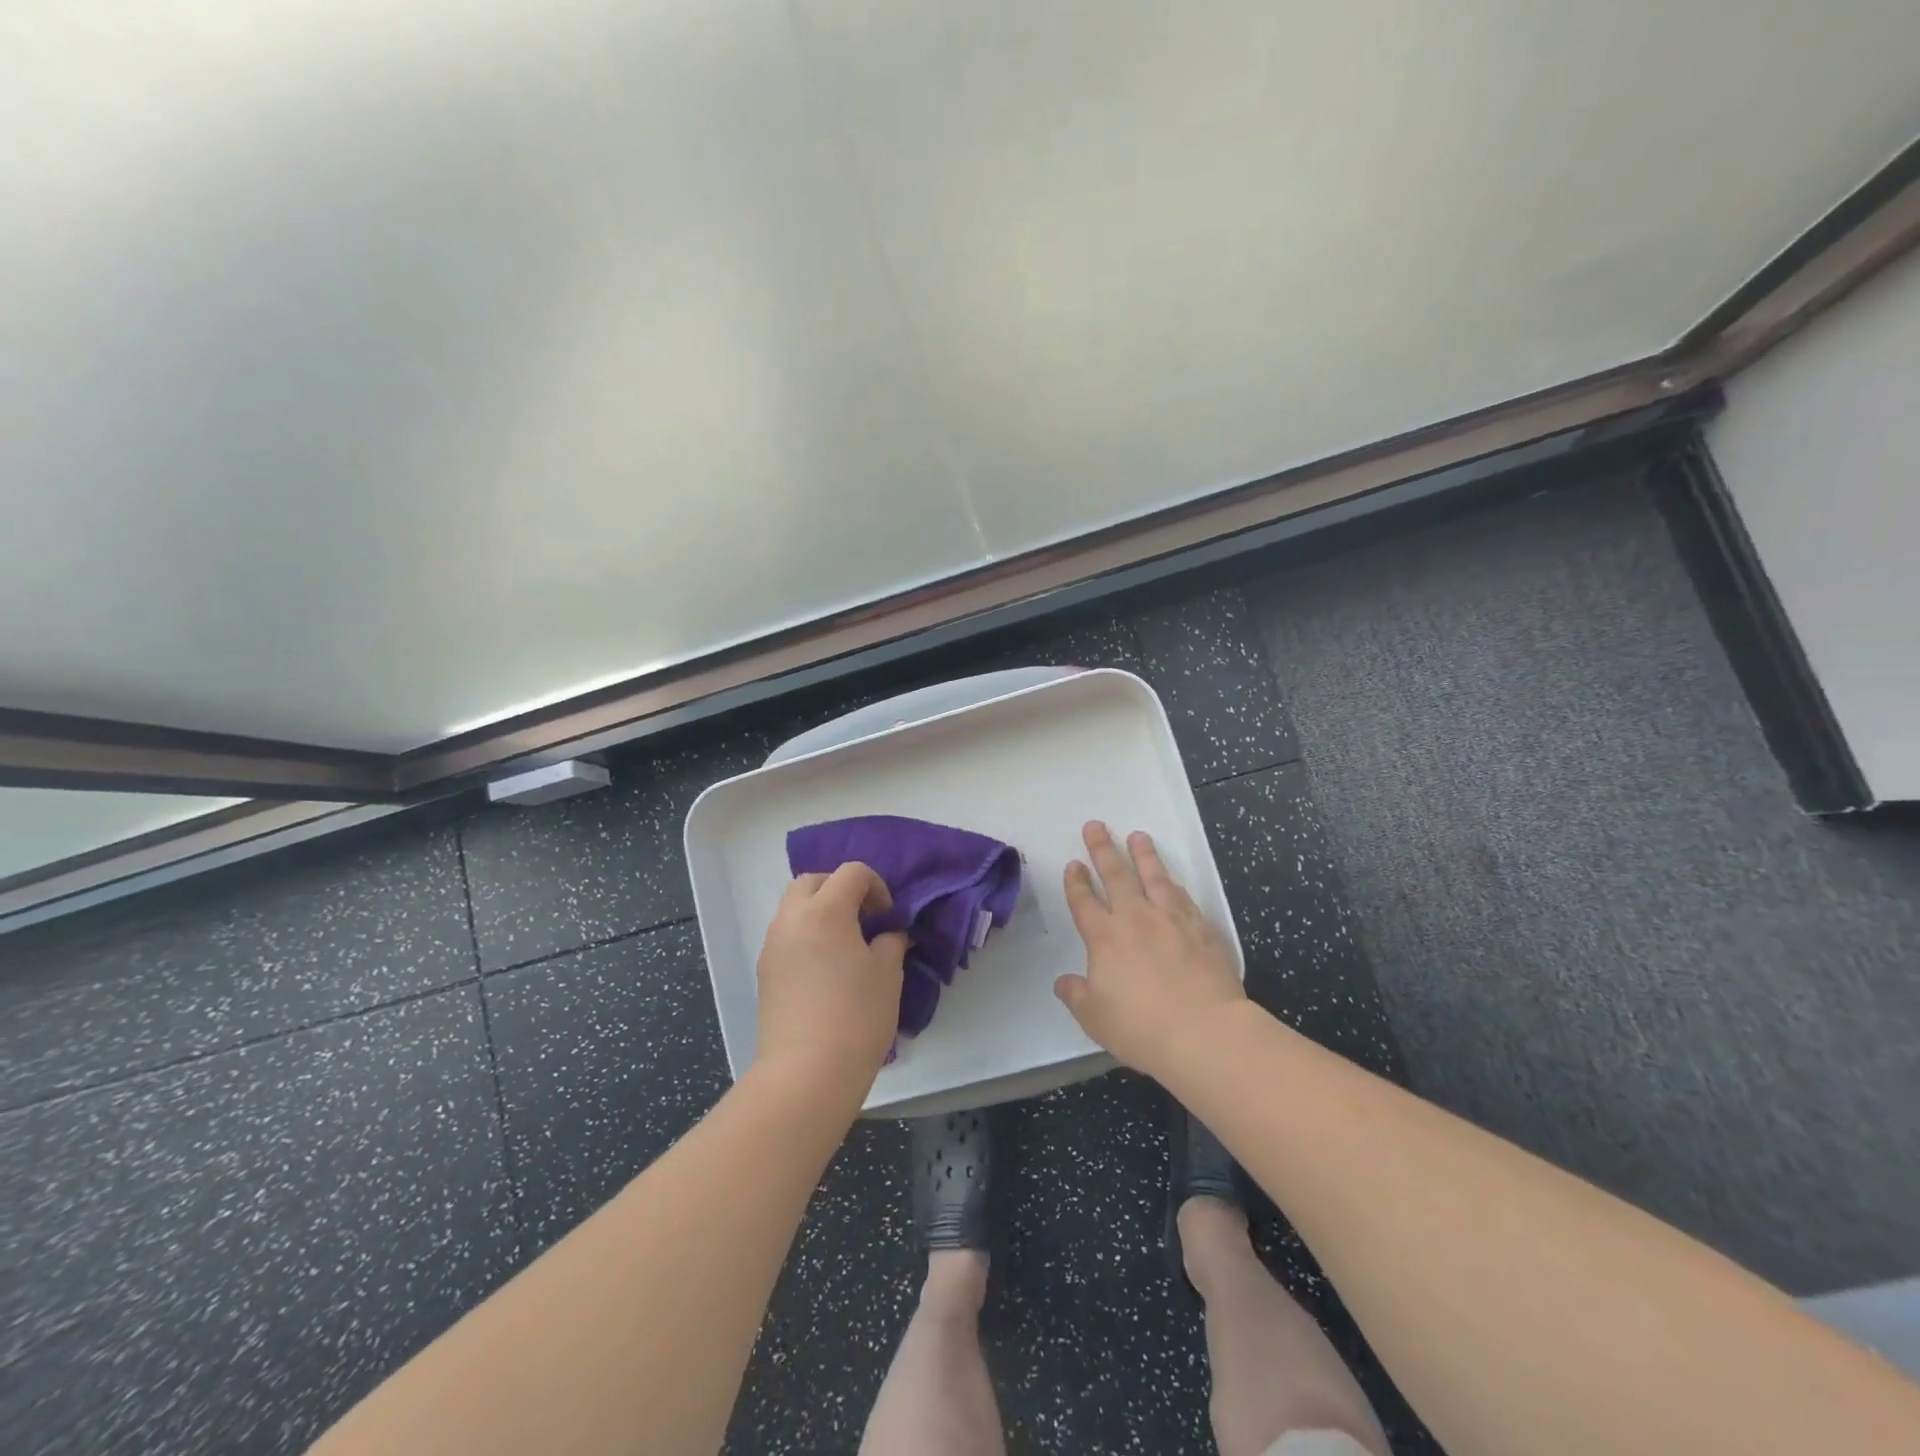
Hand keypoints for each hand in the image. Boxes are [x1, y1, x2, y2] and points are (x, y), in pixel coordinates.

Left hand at [755, 863, 906, 1090]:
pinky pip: (786, 935)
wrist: (805, 1074)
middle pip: (813, 881)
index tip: (888, 917)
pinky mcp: (765, 972)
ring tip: (846, 945)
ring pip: (794, 907)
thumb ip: (891, 942)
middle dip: (840, 889)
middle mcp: (792, 919)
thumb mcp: (888, 974)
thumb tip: (889, 934)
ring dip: (820, 911)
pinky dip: (807, 935)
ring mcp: (772, 945)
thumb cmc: (856, 1016)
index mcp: (825, 910)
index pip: (851, 872)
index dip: (876, 886)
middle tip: (864, 919)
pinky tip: (826, 969)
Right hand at [1054, 821, 1246, 1077]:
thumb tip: (1064, 982)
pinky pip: (1183, 898)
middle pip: (1116, 875)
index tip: (1074, 864)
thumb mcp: (1095, 1018)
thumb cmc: (1142, 1027)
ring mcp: (1171, 919)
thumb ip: (1077, 995)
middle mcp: (1136, 918)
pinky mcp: (1202, 929)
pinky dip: (1174, 885)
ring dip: (1144, 855)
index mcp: (1105, 937)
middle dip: (1103, 849)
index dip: (1076, 882)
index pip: (1084, 902)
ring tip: (1137, 836)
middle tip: (1095, 826)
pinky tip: (1172, 880)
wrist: (1205, 1032)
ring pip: (1154, 876)